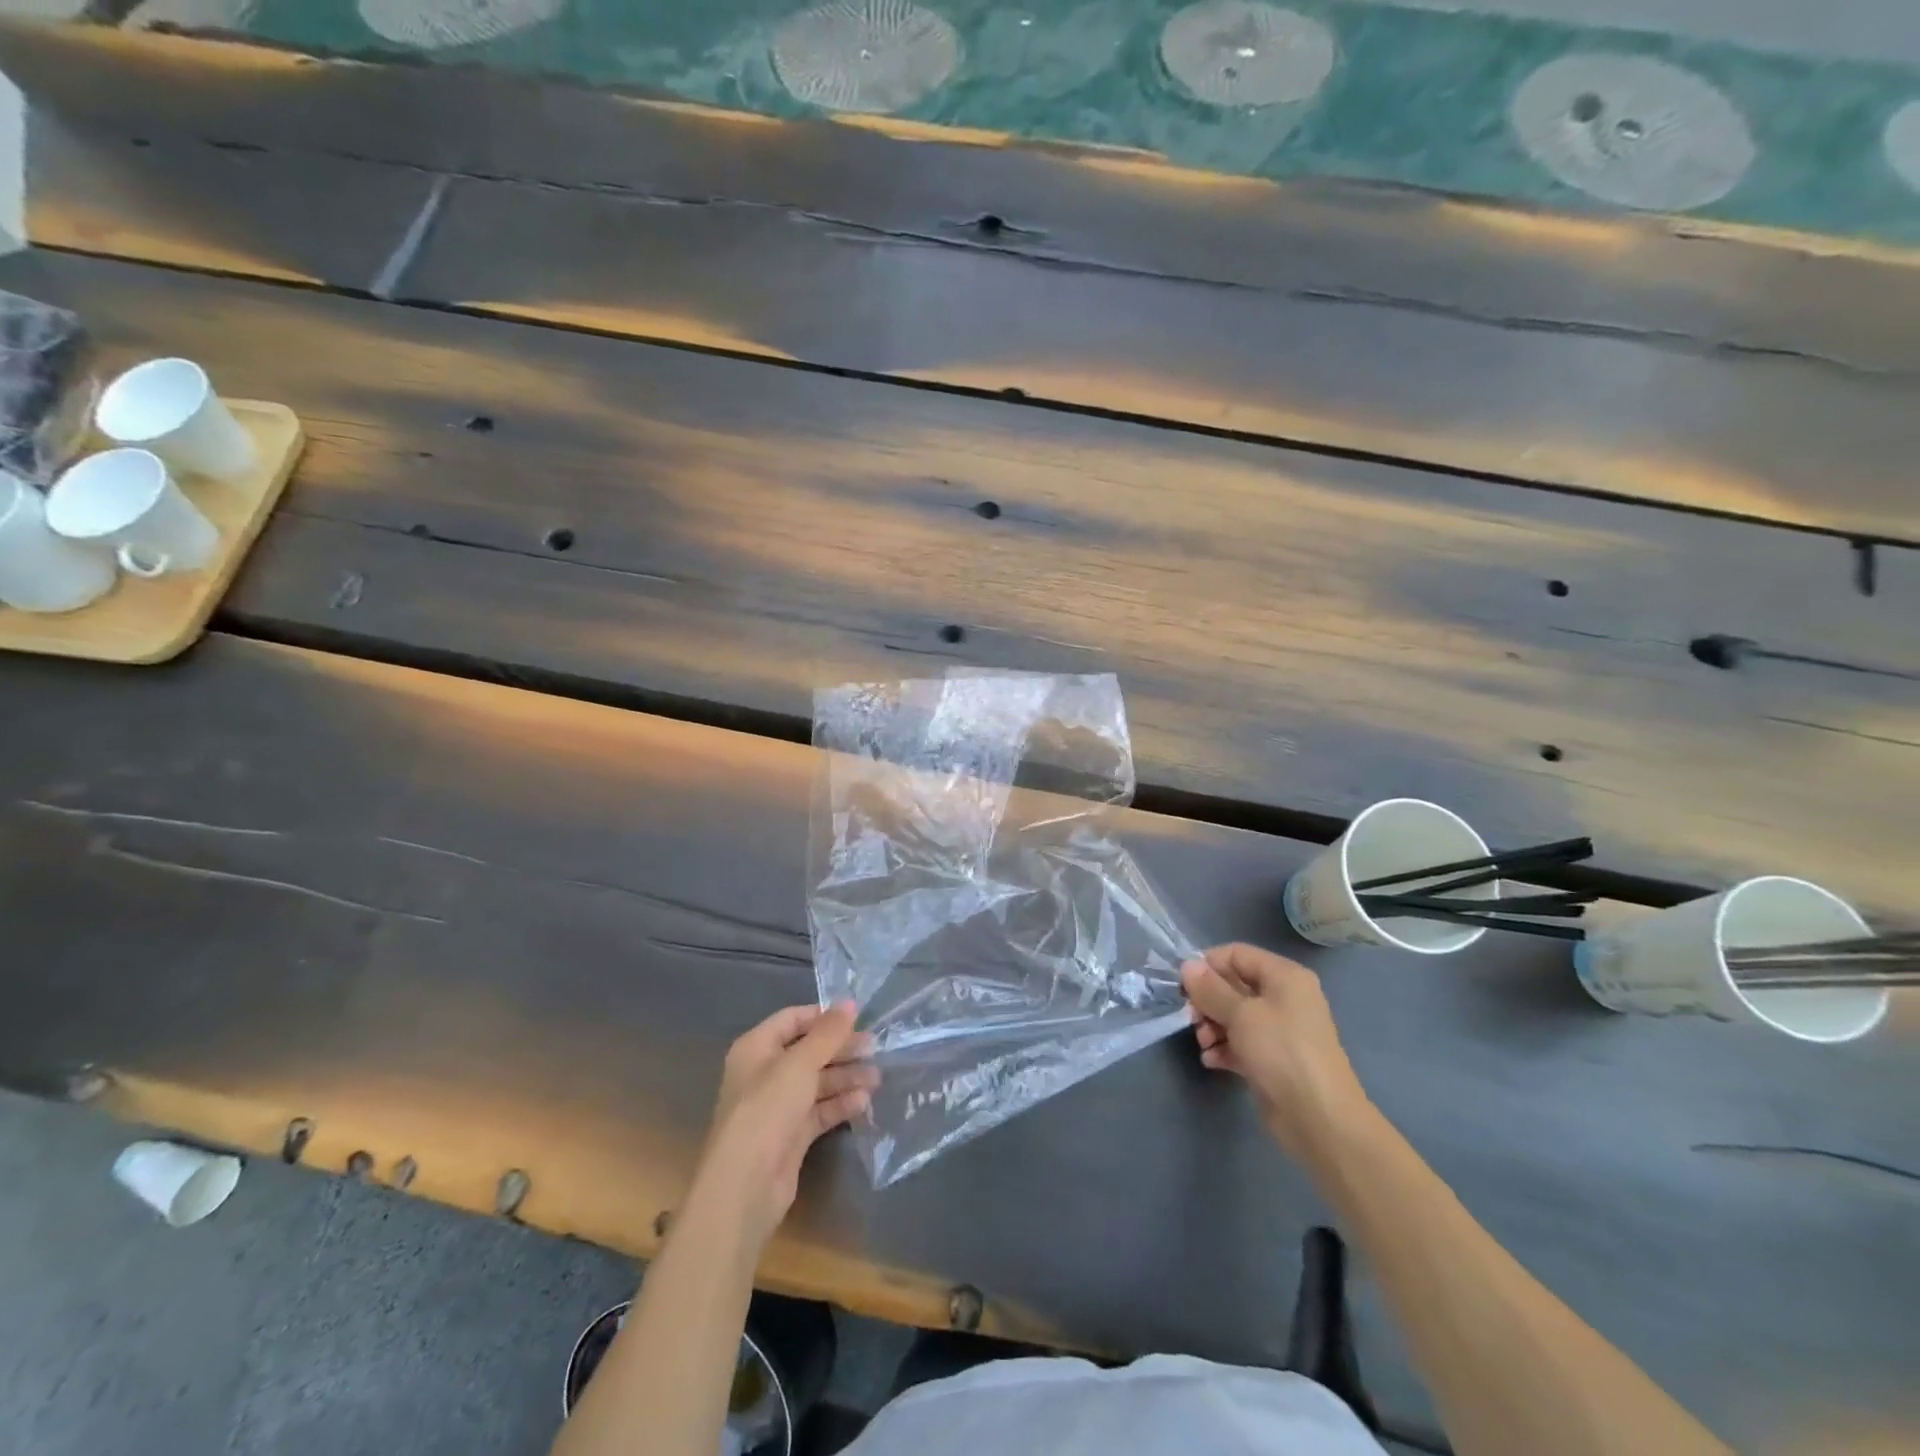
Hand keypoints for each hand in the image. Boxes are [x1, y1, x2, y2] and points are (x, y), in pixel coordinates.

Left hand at [692, 1002, 876, 1243]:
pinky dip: (840, 1105)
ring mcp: (778, 1107)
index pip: (793, 1020)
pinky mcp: (791, 1136)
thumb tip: (850, 1002)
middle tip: (875, 1047)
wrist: (745, 1185)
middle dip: (840, 1049)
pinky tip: (864, 1102)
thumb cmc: (767, 1109)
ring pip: (816, 1083)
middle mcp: (765, 1074)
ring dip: (845, 1077)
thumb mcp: (800, 1063)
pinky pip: (819, 1111)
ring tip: (877, 1077)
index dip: (823, 1017)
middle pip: (808, 1051)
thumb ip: (827, 1033)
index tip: (858, 1018)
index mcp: (756, 1048)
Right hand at [1182, 944, 1372, 1162]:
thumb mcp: (1241, 1014)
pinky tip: (1212, 1060)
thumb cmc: (1281, 1052)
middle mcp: (1284, 998)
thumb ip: (1210, 989)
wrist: (1319, 1119)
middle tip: (1191, 1018)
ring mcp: (1279, 1030)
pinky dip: (1224, 1047)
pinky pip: (1241, 1042)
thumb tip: (1187, 965)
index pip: (1236, 954)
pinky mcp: (1273, 1059)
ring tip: (1204, 1044)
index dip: (1208, 965)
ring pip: (1234, 1016)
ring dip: (1212, 1026)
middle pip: (1233, 985)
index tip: (1184, 985)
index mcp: (1284, 977)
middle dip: (1208, 1001)